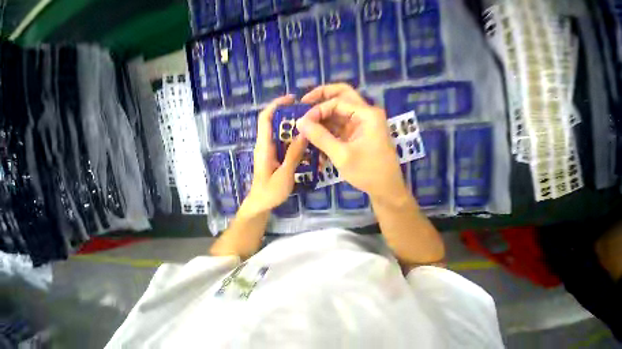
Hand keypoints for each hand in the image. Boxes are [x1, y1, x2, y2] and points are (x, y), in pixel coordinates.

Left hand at [242, 95, 306, 215]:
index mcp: (264, 146)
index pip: (266, 118)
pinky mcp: (277, 159)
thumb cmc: (270, 191)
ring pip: (284, 137)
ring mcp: (272, 153)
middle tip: (311, 119)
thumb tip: (304, 133)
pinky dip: (298, 146)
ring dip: (297, 134)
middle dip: (293, 119)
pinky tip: (310, 151)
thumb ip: (293, 154)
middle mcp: (267, 146)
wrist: (261, 205)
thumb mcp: (284, 173)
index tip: (292, 99)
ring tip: (313, 135)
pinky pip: (288, 148)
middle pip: (278, 125)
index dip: (276, 105)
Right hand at [297, 84, 407, 201]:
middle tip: (303, 103)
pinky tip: (316, 135)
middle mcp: (365, 115)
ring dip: (323, 116)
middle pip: (342, 97)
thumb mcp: (341, 155)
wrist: (386, 189)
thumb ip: (320, 137)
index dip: (318, 110)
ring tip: (307, 123)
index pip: (337, 102)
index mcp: (367, 115)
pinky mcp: (357, 135)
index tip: (302, 122)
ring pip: (339, 112)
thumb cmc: (367, 172)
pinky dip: (328, 129)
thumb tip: (300, 122)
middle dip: (322, 98)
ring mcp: (361, 125)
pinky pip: (340, 126)